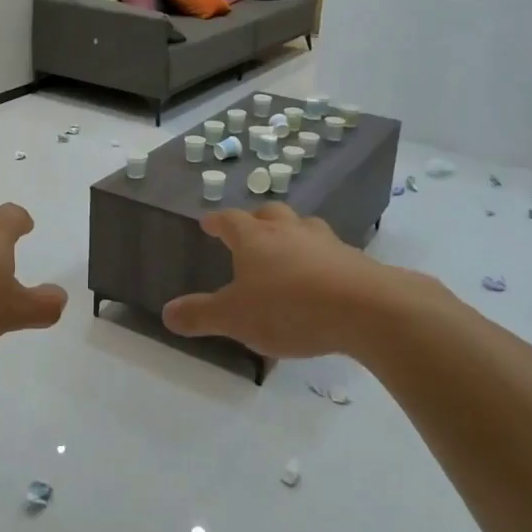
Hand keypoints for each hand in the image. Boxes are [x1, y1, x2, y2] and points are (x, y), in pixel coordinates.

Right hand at [162, 203, 414, 358]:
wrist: (365, 308)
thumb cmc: (289, 308)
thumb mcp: (235, 318)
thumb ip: (200, 315)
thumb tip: (166, 313)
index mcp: (255, 239)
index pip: (230, 220)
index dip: (217, 221)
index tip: (208, 223)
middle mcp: (289, 231)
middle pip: (269, 214)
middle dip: (256, 220)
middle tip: (250, 231)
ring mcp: (325, 242)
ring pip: (304, 226)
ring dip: (292, 233)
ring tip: (288, 250)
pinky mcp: (354, 260)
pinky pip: (330, 251)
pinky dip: (320, 258)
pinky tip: (322, 277)